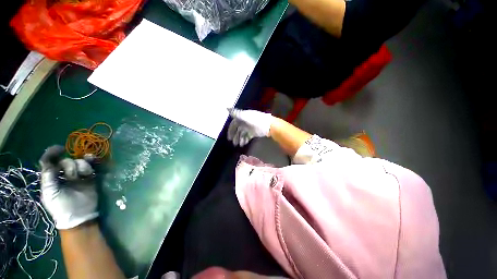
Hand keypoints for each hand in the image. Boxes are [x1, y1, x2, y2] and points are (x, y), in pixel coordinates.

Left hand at [39, 146, 98, 229]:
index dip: (53, 153)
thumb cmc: (61, 206)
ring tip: (84, 175)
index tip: (60, 148)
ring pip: (79, 162)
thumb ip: (48, 176)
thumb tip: (50, 160)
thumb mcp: (50, 193)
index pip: (50, 161)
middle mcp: (64, 175)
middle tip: (72, 177)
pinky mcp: (90, 178)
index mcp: (52, 178)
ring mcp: (78, 176)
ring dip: (82, 165)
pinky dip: (92, 161)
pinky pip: (91, 166)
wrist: (79, 216)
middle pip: (67, 161)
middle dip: (70, 166)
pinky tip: (93, 159)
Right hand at [227, 108, 274, 146]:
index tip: (229, 137)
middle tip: (233, 143)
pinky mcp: (254, 132)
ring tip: (238, 145)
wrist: (270, 126)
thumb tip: (226, 108)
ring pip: (242, 134)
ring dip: (240, 139)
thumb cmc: (257, 121)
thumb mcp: (246, 116)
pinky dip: (245, 140)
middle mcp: (245, 122)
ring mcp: (250, 127)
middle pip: (238, 129)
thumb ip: (236, 114)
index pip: (234, 123)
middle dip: (235, 136)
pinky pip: (247, 136)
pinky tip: (243, 144)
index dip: (231, 130)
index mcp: (243, 117)